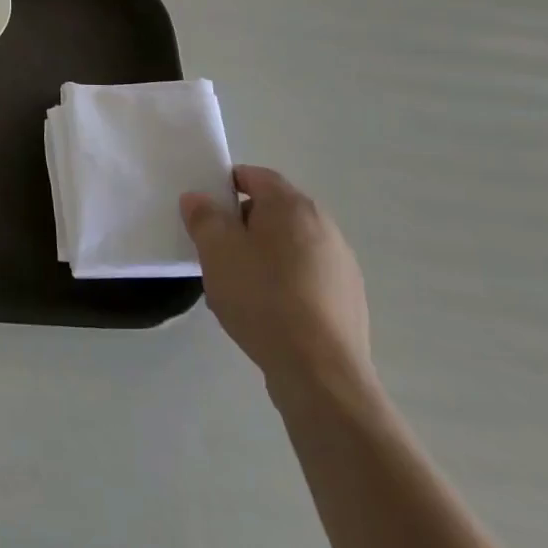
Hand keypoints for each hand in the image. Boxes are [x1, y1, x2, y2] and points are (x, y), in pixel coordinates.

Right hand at [181, 166, 372, 405]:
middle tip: (216, 249)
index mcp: (292, 206)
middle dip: (242, 224)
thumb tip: (198, 198)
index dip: (226, 185)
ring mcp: (342, 264)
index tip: (205, 210)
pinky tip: (266, 311)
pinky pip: (305, 276)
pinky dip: (284, 282)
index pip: (256, 176)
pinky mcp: (348, 299)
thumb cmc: (262, 297)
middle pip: (274, 210)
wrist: (320, 371)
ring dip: (263, 255)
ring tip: (238, 286)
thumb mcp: (216, 251)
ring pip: (289, 245)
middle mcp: (324, 226)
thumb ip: (203, 216)